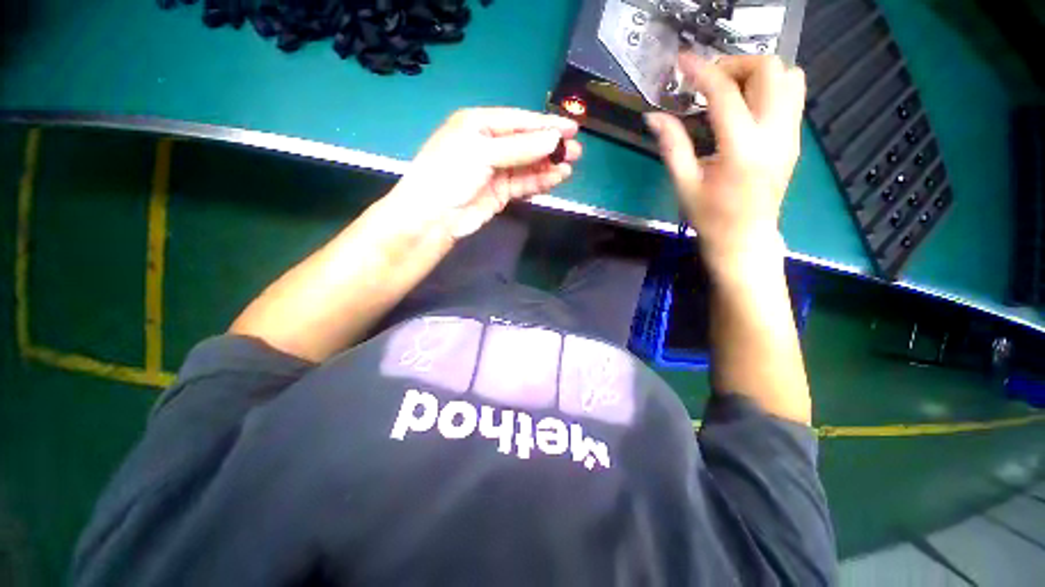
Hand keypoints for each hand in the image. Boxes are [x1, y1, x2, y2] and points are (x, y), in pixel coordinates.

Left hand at [385, 107, 581, 239]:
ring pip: (527, 165)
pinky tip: (556, 179)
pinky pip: (523, 183)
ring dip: (548, 165)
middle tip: (575, 150)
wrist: (434, 217)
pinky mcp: (500, 193)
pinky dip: (539, 181)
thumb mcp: (482, 153)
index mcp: (478, 124)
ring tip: (570, 165)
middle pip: (525, 143)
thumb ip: (520, 147)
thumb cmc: (450, 175)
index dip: (546, 124)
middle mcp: (488, 145)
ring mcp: (495, 171)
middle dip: (550, 146)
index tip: (572, 128)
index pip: (519, 121)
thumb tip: (554, 140)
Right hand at [645, 54, 805, 276]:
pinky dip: (769, 87)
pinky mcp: (795, 138)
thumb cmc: (710, 217)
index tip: (682, 62)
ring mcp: (791, 135)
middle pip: (769, 69)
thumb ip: (672, 145)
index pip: (724, 93)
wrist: (745, 238)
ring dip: (757, 73)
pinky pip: (793, 94)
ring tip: (729, 90)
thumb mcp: (684, 184)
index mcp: (741, 150)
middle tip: (708, 81)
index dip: (701, 71)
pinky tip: (745, 106)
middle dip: (735, 64)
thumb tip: (653, 116)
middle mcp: (774, 134)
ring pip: (789, 76)